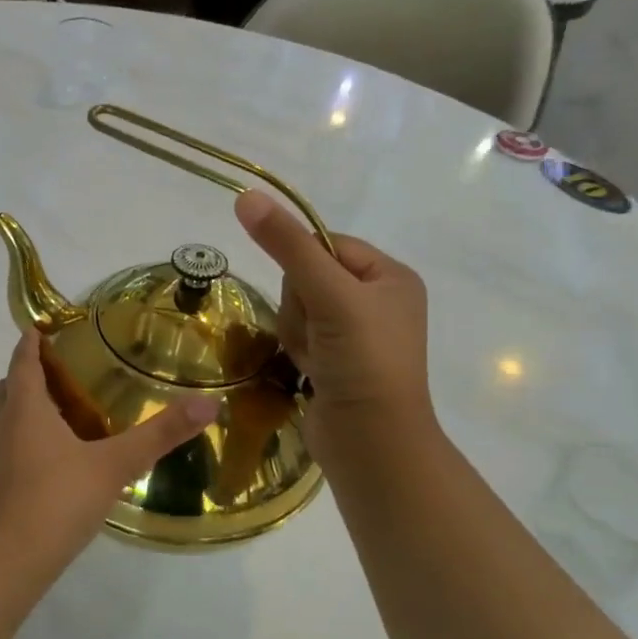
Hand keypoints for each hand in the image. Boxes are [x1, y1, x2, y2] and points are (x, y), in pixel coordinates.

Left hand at [0, 329, 217, 571]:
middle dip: (24, 374)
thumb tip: (209, 404)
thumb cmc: (58, 498)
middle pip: (5, 388)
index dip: (30, 342)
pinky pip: (7, 447)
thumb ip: (160, 434)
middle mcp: (3, 426)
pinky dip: (23, 438)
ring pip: (1, 418)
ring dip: (20, 407)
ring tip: (56, 411)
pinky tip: (53, 457)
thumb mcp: (115, 464)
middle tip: (55, 371)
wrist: (10, 559)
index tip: (42, 327)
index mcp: (25, 408)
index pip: (22, 361)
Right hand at [234, 189, 436, 471]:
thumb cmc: (363, 360)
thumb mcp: (328, 294)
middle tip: (320, 333)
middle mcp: (377, 300)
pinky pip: (300, 336)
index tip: (311, 296)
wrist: (372, 443)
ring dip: (298, 332)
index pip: (326, 244)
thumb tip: (247, 195)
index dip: (305, 266)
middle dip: (301, 306)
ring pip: (298, 308)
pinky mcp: (338, 361)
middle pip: (308, 277)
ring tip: (316, 359)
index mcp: (391, 276)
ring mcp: (356, 334)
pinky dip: (300, 351)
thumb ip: (287, 245)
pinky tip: (312, 371)